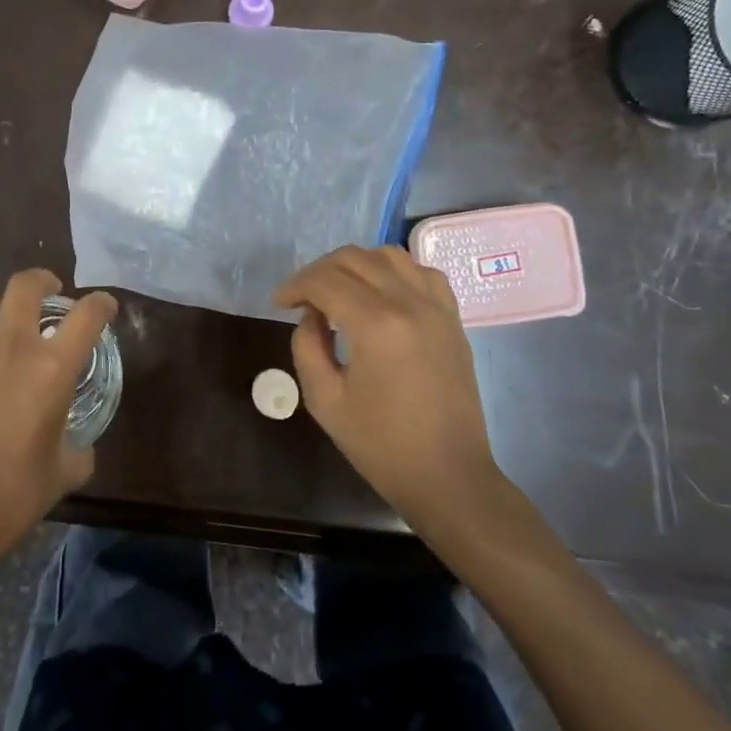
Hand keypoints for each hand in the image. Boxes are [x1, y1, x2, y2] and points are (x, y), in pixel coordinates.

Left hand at [0, 270, 116, 574]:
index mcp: (51, 368)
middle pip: (24, 285)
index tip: (103, 307)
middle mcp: (8, 348)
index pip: (87, 315)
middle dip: (41, 281)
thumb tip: (77, 443)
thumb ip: (78, 447)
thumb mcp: (64, 473)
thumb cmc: (14, 497)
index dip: (101, 304)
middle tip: (46, 292)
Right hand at [273, 245, 506, 529]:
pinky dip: (394, 271)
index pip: (324, 281)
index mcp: (375, 324)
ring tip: (339, 291)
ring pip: (389, 255)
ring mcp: (436, 307)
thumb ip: (307, 346)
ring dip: (356, 265)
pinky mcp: (452, 318)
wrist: (447, 475)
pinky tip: (381, 294)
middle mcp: (408, 302)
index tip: (278, 303)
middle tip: (301, 298)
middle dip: (319, 271)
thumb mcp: (324, 400)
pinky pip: (421, 272)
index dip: (294, 286)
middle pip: (354, 258)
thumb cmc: (380, 444)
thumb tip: (311, 315)